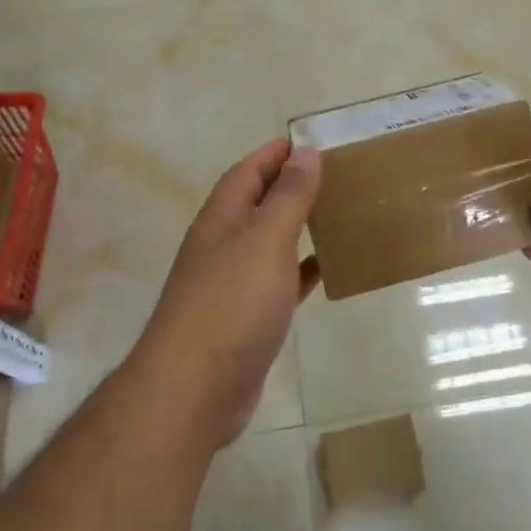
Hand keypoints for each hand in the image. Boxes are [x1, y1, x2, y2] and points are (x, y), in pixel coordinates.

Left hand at [129, 139, 321, 446]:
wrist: (194, 390)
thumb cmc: (232, 302)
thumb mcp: (266, 238)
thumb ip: (288, 195)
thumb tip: (305, 152)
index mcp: (223, 216)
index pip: (249, 170)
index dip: (276, 152)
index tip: (311, 141)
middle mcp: (223, 243)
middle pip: (258, 202)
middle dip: (291, 185)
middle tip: (336, 175)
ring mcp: (232, 282)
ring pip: (270, 240)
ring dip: (298, 225)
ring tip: (337, 213)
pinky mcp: (246, 318)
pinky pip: (279, 280)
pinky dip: (301, 269)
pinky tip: (326, 269)